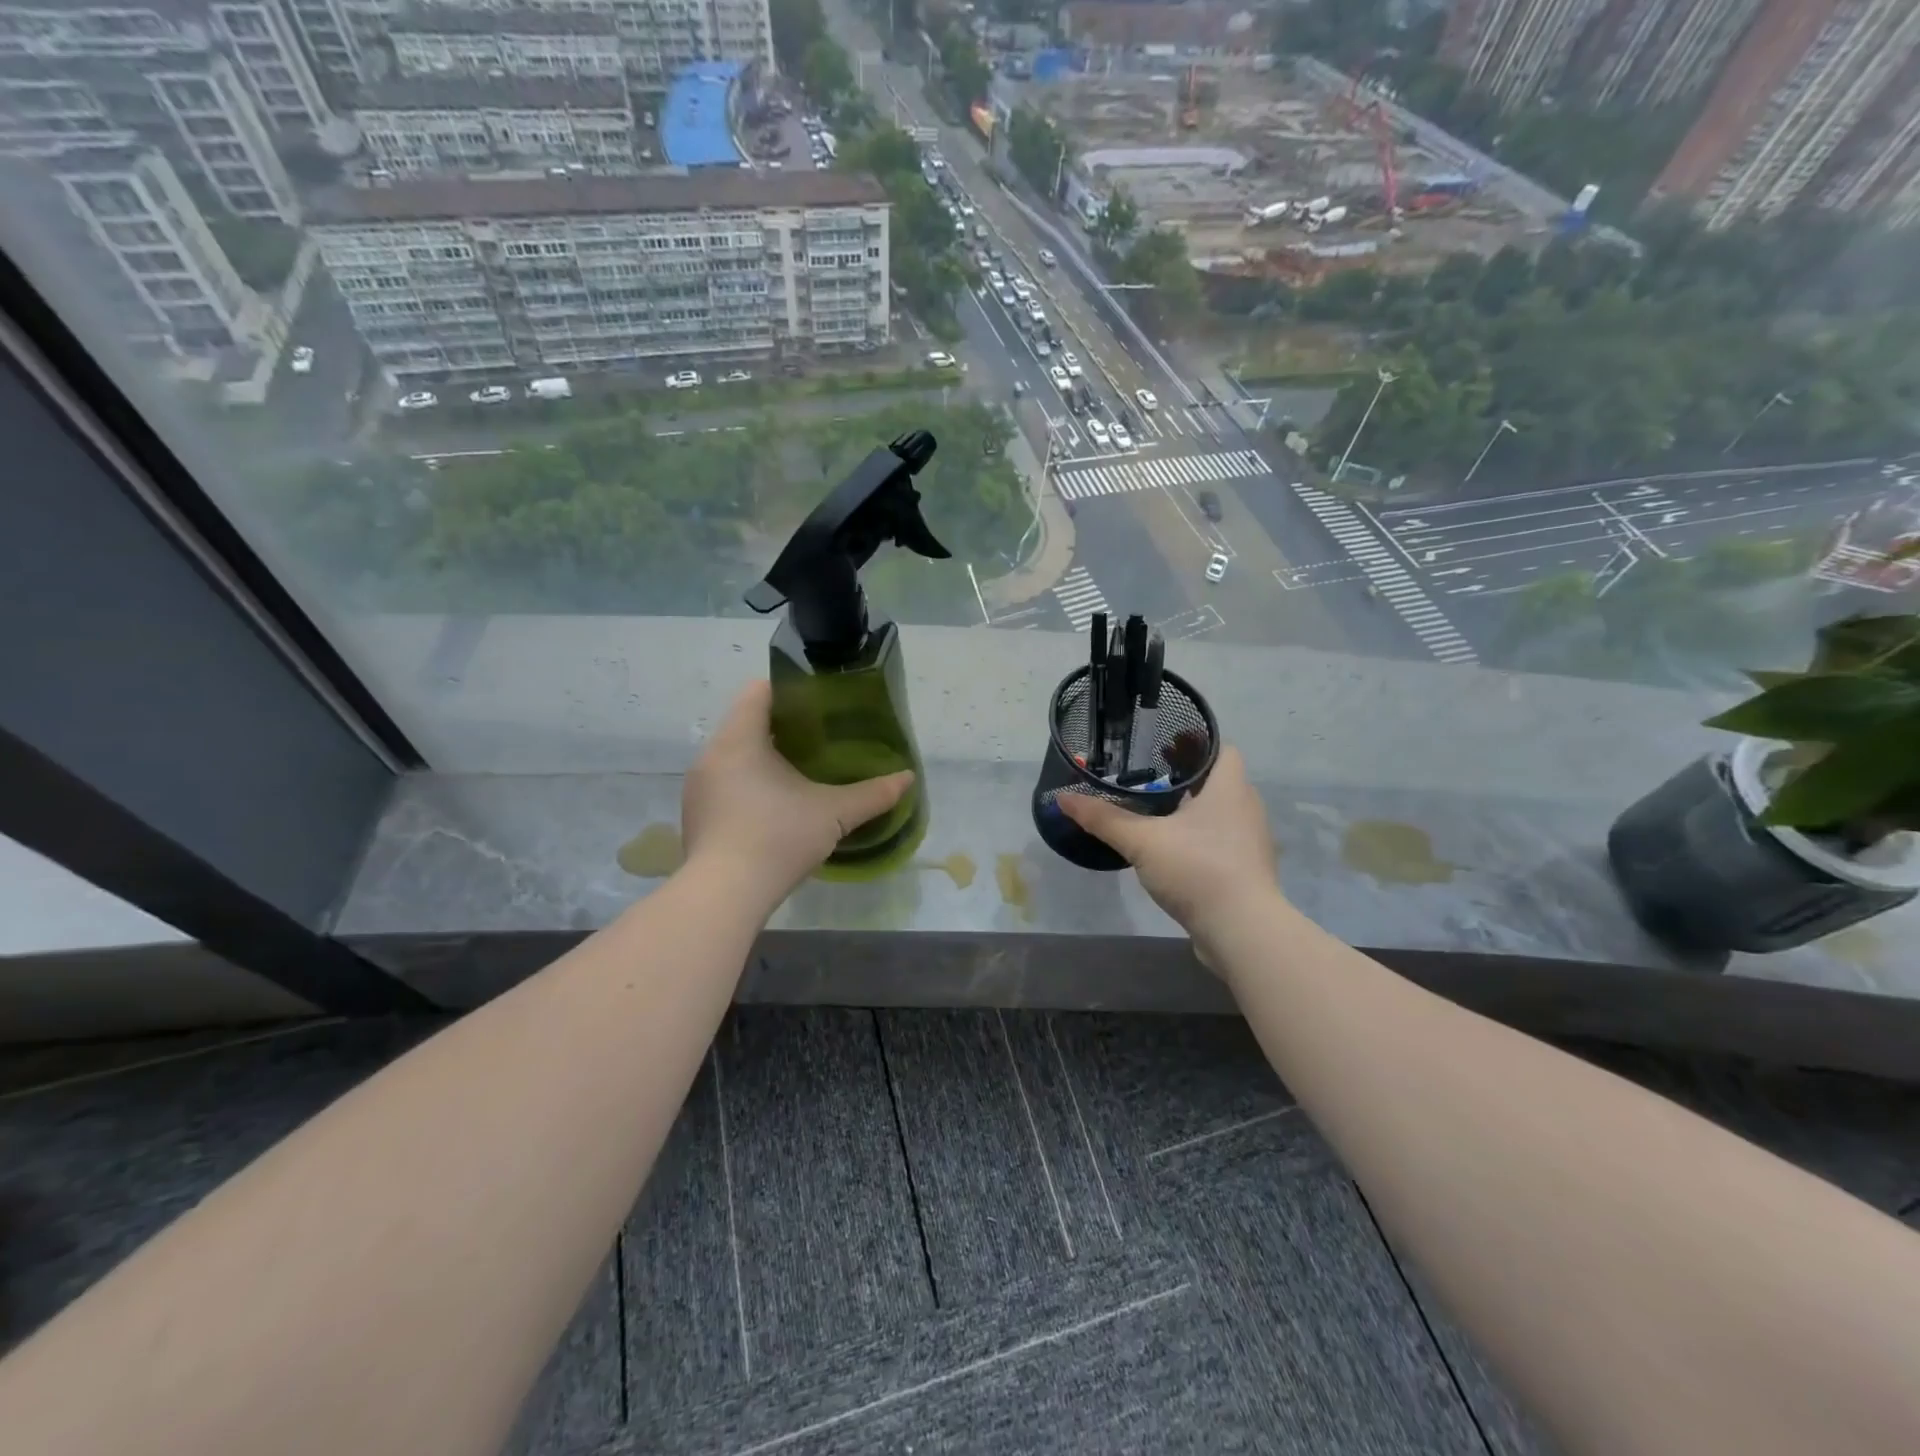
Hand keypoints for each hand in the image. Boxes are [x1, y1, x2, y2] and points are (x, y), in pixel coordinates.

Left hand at [682, 680, 914, 903]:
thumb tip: (907, 778)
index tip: (819, 704)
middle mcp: (712, 755)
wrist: (724, 896)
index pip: (758, 691)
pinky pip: (725, 784)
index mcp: (739, 739)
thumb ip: (872, 794)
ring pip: (734, 756)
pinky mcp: (696, 817)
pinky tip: (775, 808)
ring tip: (800, 773)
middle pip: (746, 723)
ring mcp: (699, 788)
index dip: (790, 690)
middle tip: (821, 739)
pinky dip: (749, 785)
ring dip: (764, 758)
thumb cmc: (778, 838)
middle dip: (782, 727)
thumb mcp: (834, 813)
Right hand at [1056, 746, 1278, 934]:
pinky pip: (1221, 843)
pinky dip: (1198, 840)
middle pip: (1218, 781)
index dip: (1195, 743)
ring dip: (1192, 811)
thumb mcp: (1142, 841)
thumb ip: (1103, 818)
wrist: (1241, 931)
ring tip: (1155, 814)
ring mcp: (1250, 843)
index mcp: (1230, 788)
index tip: (1163, 746)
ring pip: (1219, 814)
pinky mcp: (1246, 872)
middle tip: (1147, 778)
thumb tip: (1063, 798)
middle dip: (1186, 778)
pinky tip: (1171, 851)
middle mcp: (1246, 809)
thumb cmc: (1197, 869)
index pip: (1222, 749)